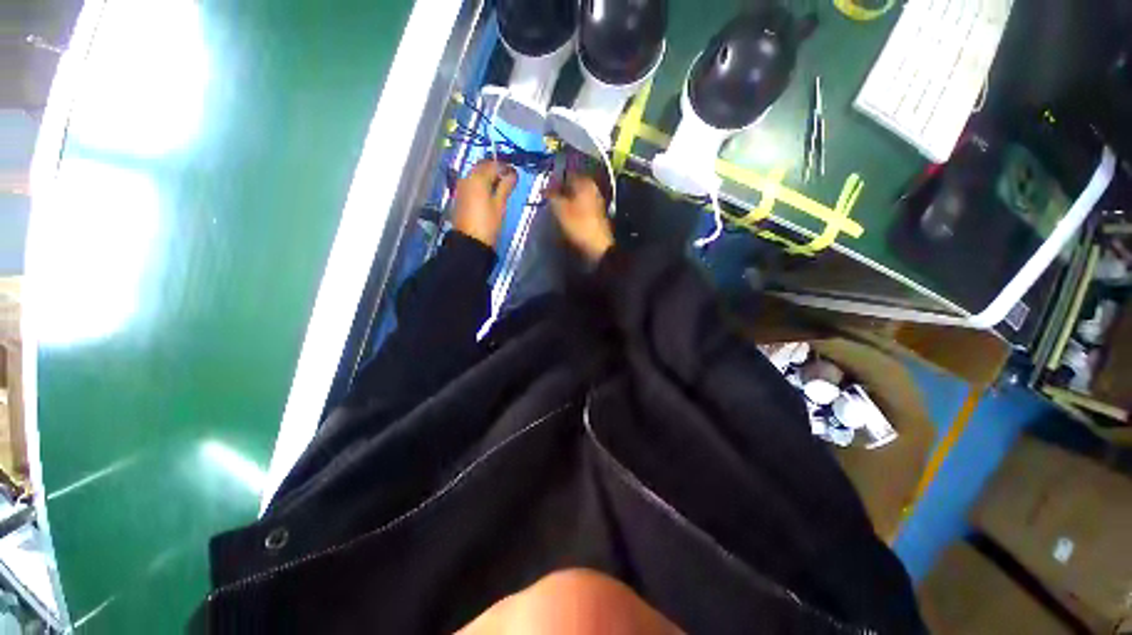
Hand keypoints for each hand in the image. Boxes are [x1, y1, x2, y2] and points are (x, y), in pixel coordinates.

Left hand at [454, 160, 517, 246]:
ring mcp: (462, 187)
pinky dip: (482, 184)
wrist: (470, 241)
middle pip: (483, 167)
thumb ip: (506, 186)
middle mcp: (467, 178)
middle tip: (509, 180)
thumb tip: (513, 174)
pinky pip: (472, 183)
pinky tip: (490, 194)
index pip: (494, 165)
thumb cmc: (488, 223)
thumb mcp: (500, 204)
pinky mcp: (461, 195)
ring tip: (501, 189)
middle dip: (496, 170)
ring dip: (489, 177)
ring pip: (477, 174)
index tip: (515, 175)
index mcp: (478, 178)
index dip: (506, 168)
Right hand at [549, 173, 612, 262]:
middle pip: (571, 186)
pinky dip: (572, 209)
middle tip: (548, 200)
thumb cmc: (578, 225)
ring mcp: (596, 201)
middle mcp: (592, 188)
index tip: (543, 190)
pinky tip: (565, 217)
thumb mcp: (560, 209)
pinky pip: (580, 206)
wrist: (598, 247)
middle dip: (559, 191)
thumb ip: (551, 195)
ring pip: (576, 196)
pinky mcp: (596, 214)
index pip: (566, 174)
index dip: (553, 181)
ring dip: (565, 201)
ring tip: (555, 210)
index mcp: (585, 182)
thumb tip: (545, 188)